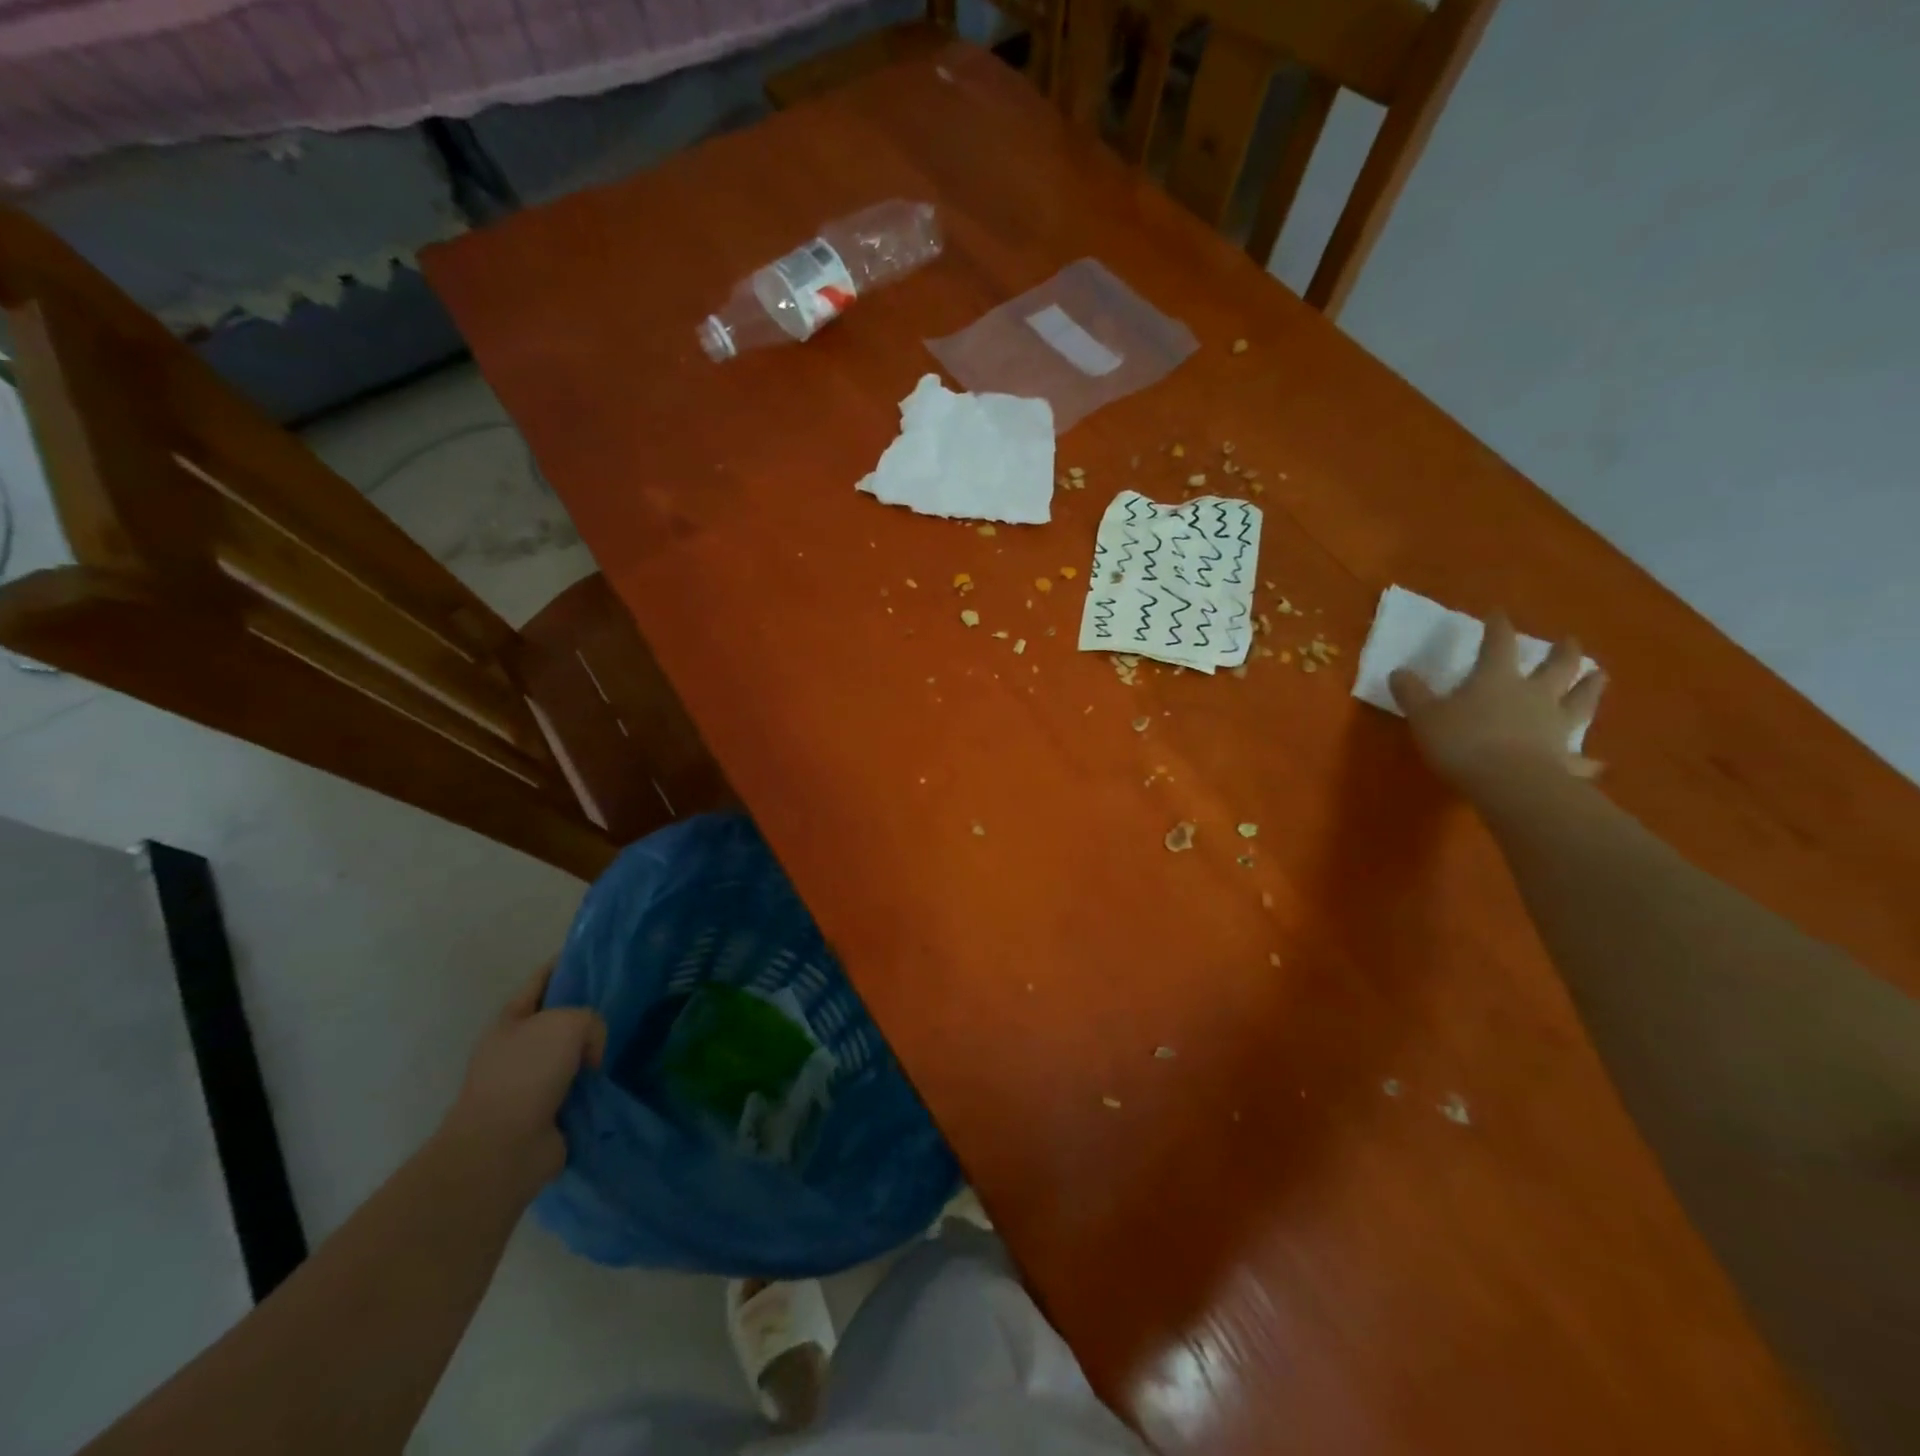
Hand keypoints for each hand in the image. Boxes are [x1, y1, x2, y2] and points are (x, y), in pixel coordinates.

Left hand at [439, 964, 605, 1198]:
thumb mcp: (567, 1023)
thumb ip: (590, 1020)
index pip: (543, 979)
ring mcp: (531, 1082)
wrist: (502, 1149)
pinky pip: (581, 1088)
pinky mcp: (547, 1113)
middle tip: (627, 1003)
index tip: (601, 956)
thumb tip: (590, 1054)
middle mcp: (519, 1047)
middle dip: (589, 1011)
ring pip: (574, 1054)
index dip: (568, 964)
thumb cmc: (527, 1074)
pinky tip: (619, 1078)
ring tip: (629, 1043)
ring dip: (596, 1052)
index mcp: (511, 1019)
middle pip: (561, 1018)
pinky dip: (598, 1086)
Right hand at [1389, 614, 1606, 801]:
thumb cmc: (1462, 741)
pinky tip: (1597, 763)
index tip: (1498, 613)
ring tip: (1599, 676)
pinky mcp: (1564, 758)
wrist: (1509, 782)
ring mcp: (1555, 725)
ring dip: (1591, 687)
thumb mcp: (1424, 715)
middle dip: (1562, 651)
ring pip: (1580, 699)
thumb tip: (1399, 672)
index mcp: (1497, 679)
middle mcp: (1533, 694)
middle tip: (1569, 640)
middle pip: (1556, 666)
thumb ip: (1412, 693)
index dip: (1497, 627)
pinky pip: (1580, 758)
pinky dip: (1588, 760)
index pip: (1498, 644)